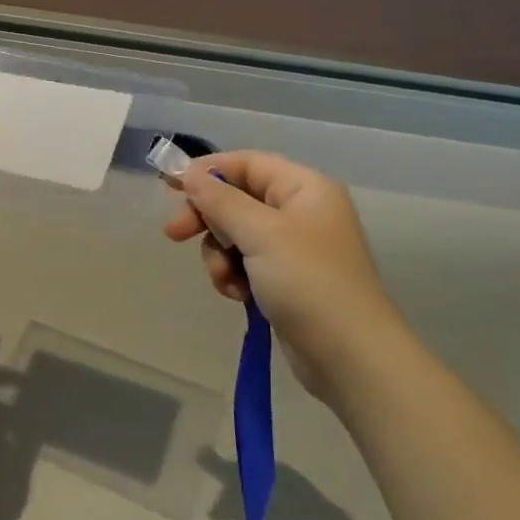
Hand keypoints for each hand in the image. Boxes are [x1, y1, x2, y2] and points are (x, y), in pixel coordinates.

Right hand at [163, 151, 401, 399]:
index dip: (208, 171)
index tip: (169, 185)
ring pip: (236, 234)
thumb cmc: (308, 282)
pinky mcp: (285, 279)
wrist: (350, 356)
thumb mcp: (261, 234)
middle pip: (237, 199)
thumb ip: (221, 201)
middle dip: (208, 218)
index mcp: (304, 188)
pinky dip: (234, 276)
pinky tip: (238, 296)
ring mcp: (293, 248)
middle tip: (174, 235)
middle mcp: (300, 211)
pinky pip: (246, 264)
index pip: (247, 163)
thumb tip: (189, 174)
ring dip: (220, 254)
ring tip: (227, 280)